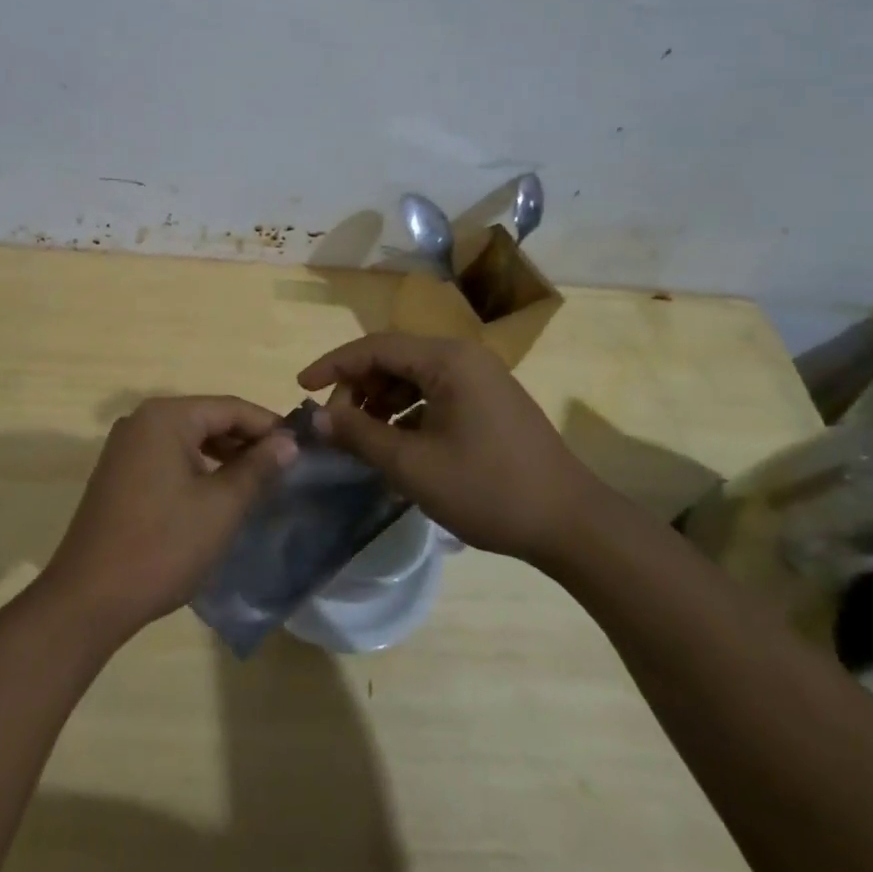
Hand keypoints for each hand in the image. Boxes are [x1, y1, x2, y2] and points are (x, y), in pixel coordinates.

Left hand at [39, 396, 297, 640]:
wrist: (89, 598)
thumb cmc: (162, 546)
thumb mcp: (221, 507)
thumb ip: (258, 468)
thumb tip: (287, 442)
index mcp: (165, 416)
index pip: (230, 407)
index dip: (269, 425)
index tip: (302, 446)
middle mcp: (141, 420)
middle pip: (207, 418)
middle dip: (247, 440)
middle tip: (285, 466)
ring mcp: (125, 446)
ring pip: (188, 438)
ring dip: (223, 455)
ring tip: (258, 481)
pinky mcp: (118, 472)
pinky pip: (168, 456)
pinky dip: (197, 468)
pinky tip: (218, 493)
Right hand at [298, 334, 606, 568]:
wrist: (571, 524)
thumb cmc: (488, 489)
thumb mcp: (413, 465)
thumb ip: (360, 435)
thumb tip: (317, 417)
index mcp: (447, 359)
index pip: (375, 346)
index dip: (333, 365)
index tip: (301, 388)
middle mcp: (463, 357)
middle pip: (393, 358)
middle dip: (358, 387)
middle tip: (336, 425)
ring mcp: (480, 378)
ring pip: (413, 376)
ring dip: (381, 401)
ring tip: (361, 436)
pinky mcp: (488, 401)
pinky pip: (434, 393)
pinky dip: (407, 412)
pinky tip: (396, 443)